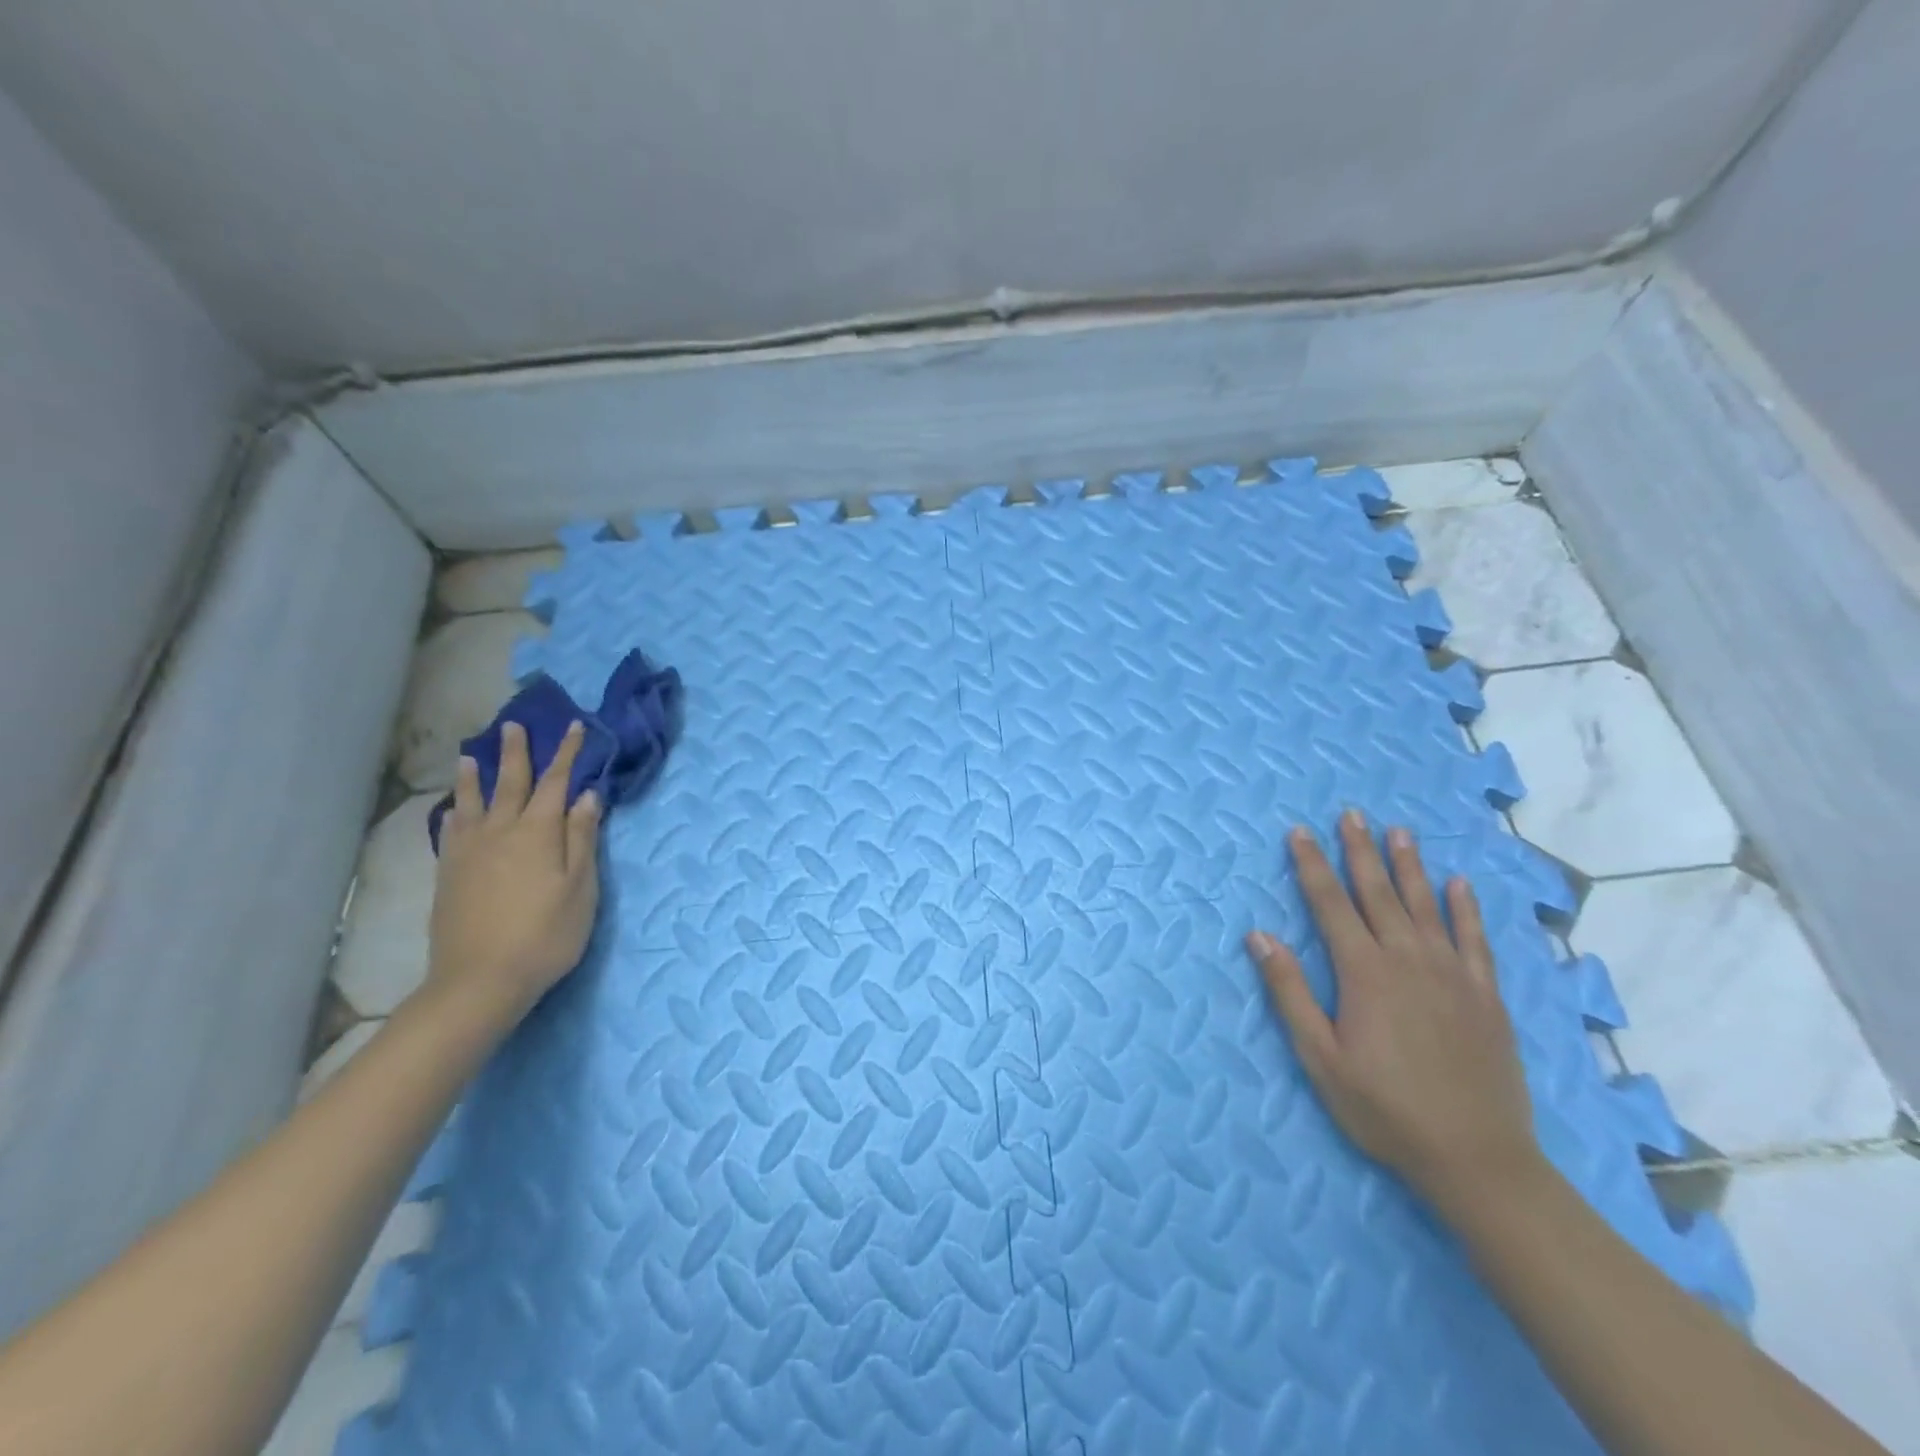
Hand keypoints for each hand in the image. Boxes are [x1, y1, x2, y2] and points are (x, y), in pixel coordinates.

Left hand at [427, 720, 602, 1024]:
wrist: (480, 980)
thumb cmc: (545, 934)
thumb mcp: (580, 887)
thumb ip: (581, 838)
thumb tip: (586, 796)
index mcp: (538, 832)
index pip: (555, 782)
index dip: (566, 754)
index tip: (574, 727)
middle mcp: (500, 832)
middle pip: (509, 783)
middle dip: (516, 753)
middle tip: (514, 725)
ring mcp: (469, 852)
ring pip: (472, 803)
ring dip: (473, 777)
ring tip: (468, 756)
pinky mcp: (449, 874)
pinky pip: (451, 831)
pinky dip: (455, 813)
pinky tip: (454, 811)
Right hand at [1244, 810, 1541, 1211]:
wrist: (1477, 1158)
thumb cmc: (1384, 1108)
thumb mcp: (1320, 1057)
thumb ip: (1289, 992)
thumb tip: (1259, 935)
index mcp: (1364, 972)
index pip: (1330, 904)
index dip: (1312, 866)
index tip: (1300, 832)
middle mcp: (1408, 959)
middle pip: (1378, 893)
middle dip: (1360, 851)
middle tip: (1352, 814)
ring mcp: (1452, 974)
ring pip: (1426, 905)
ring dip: (1410, 866)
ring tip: (1400, 831)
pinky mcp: (1485, 995)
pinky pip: (1475, 939)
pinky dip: (1466, 908)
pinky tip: (1459, 885)